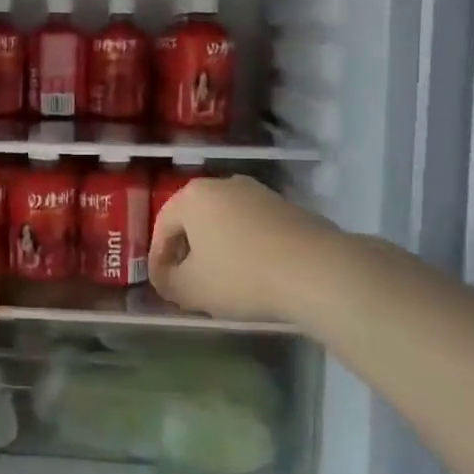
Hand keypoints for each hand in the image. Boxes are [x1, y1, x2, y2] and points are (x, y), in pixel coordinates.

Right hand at [148, 176, 338, 324]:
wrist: (316, 270)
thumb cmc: (241, 275)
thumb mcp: (190, 289)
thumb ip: (167, 282)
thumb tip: (165, 278)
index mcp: (192, 196)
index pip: (162, 227)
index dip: (158, 259)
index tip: (162, 285)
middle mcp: (224, 184)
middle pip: (194, 220)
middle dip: (188, 251)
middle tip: (188, 283)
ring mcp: (259, 193)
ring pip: (225, 223)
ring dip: (218, 249)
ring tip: (222, 281)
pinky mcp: (288, 208)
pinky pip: (253, 228)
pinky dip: (246, 248)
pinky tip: (254, 274)